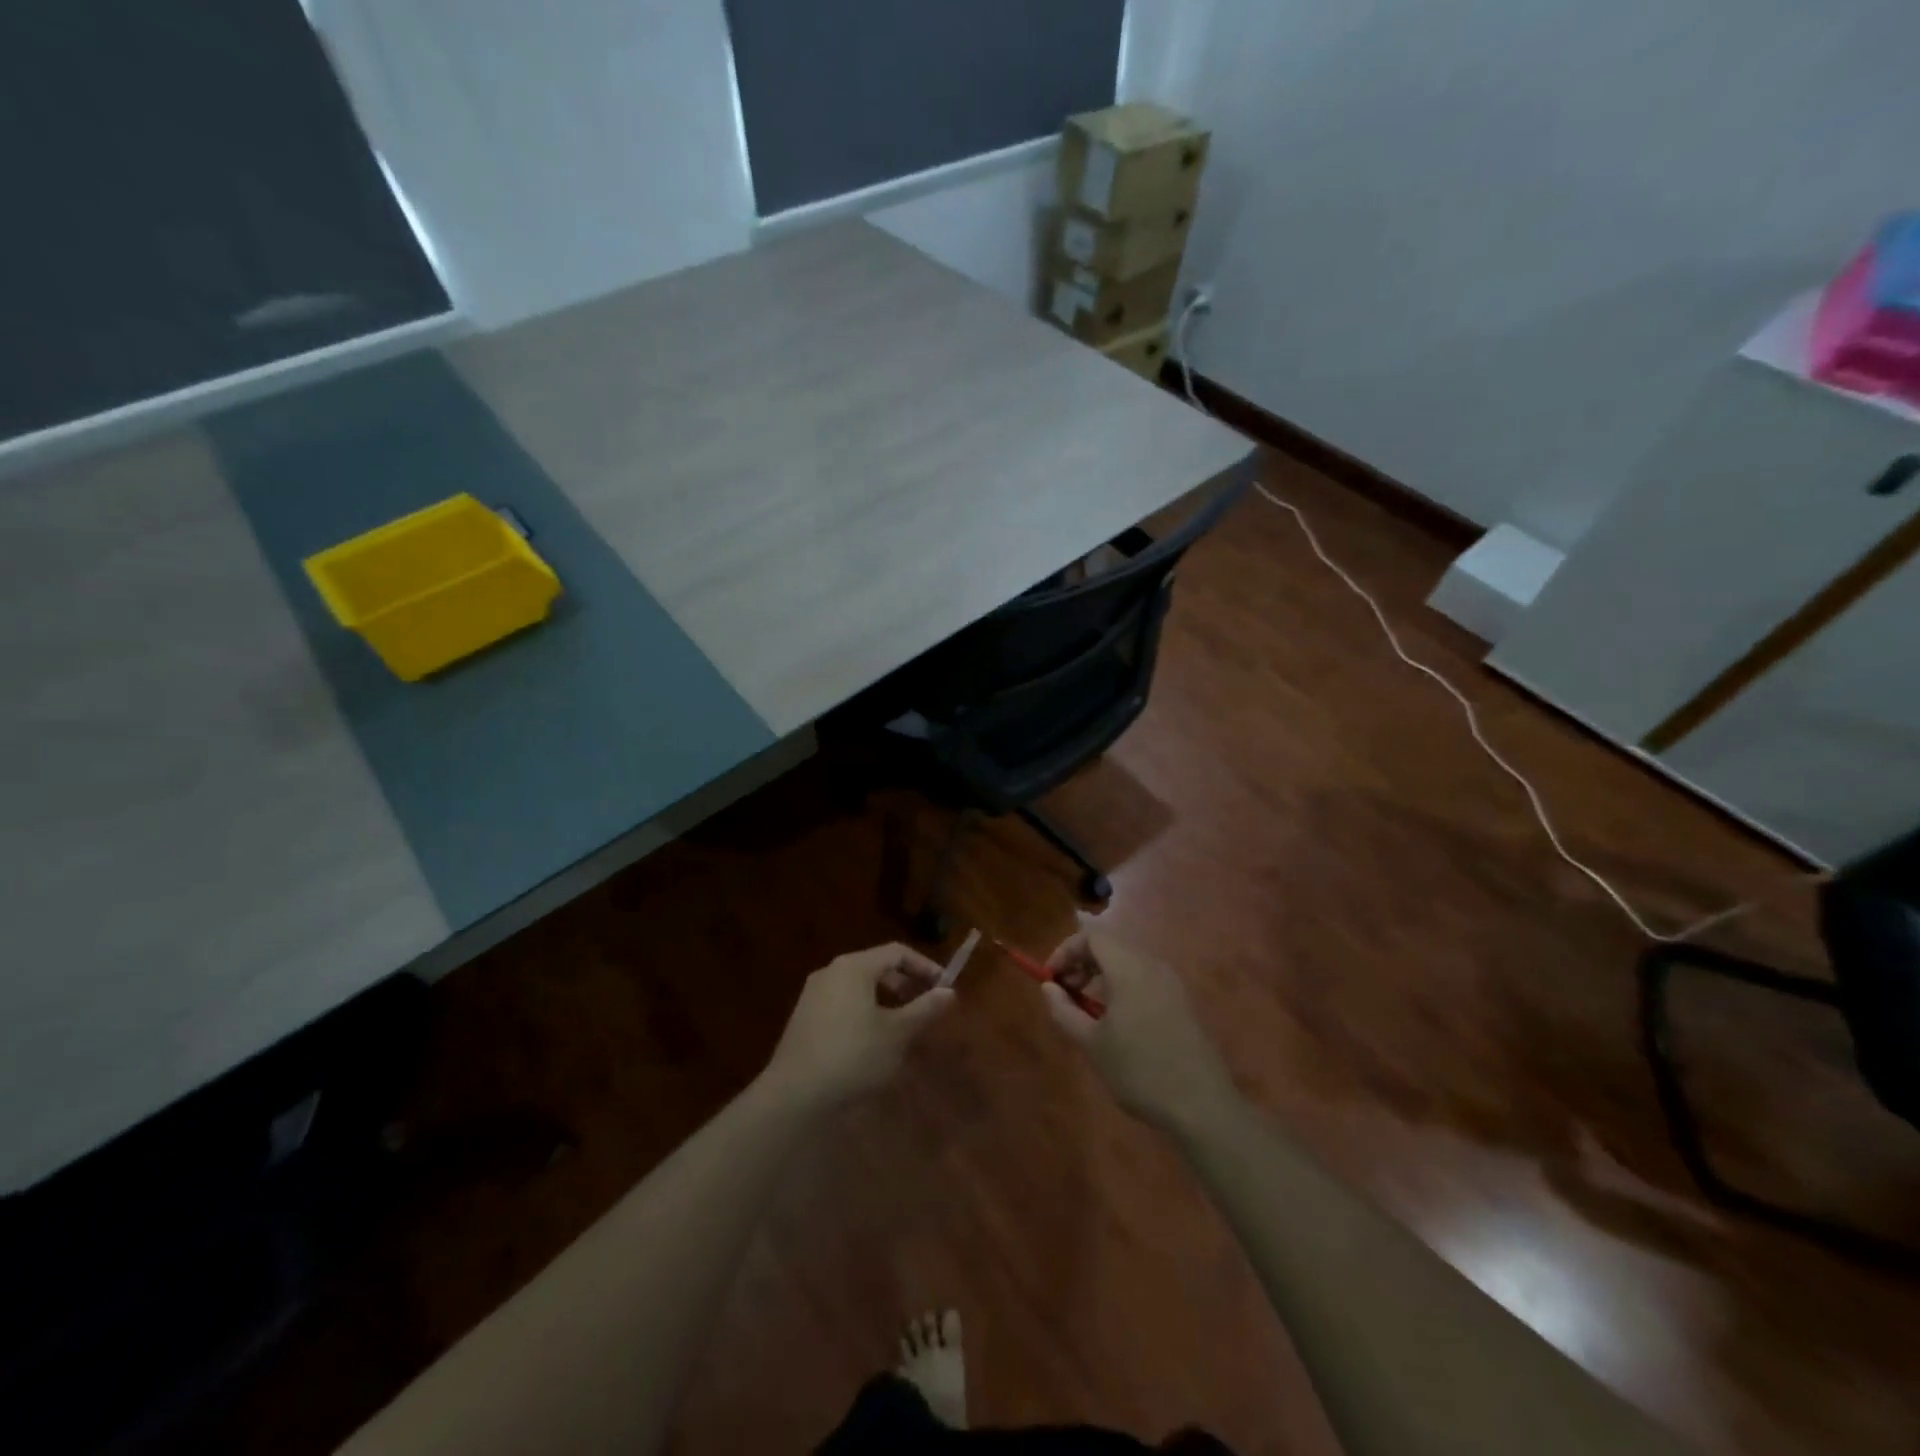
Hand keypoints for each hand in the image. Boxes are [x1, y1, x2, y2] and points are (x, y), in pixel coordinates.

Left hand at [760, 943, 954, 1111]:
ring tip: (903, 1025)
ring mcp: (813, 994)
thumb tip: (949, 992)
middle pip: (876, 966)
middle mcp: (831, 971)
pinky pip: (843, 1003)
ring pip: (859, 986)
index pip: (897, 952)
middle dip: (905, 983)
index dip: (925, 966)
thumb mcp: (897, 1033)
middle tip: (926, 1005)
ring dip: (886, 999)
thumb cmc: (853, 1055)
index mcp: (854, 966)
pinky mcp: (804, 1018)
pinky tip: (872, 1041)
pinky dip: (865, 1011)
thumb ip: (924, 1009)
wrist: (794, 1095)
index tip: (945, 987)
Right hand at [1042, 924, 1238, 1133]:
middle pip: (1110, 945)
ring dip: (1100, 975)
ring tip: (1085, 1008)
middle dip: (1081, 962)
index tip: (1050, 979)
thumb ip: (1064, 1010)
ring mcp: (1170, 982)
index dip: (1065, 950)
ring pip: (1127, 961)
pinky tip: (1115, 1019)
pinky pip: (1143, 977)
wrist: (1202, 1106)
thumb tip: (1049, 987)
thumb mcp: (1092, 1044)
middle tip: (1064, 992)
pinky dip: (1121, 985)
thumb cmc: (1139, 1071)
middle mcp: (1152, 965)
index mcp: (1129, 968)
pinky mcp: (1181, 1001)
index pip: (1092, 935)